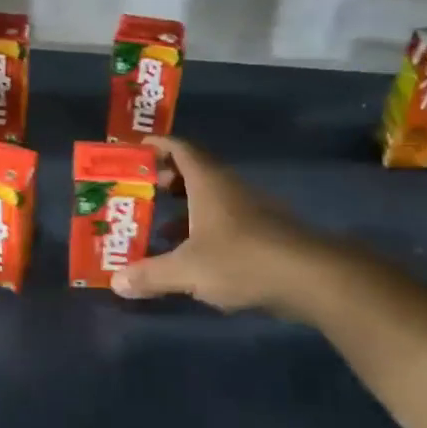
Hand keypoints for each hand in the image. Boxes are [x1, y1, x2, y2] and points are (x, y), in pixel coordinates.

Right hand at [110, 137, 317, 313]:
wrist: (311, 278)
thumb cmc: (241, 259)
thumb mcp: (187, 270)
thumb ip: (150, 275)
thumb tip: (115, 281)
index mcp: (208, 183)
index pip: (180, 149)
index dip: (158, 145)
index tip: (137, 149)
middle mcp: (229, 189)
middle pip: (195, 173)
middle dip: (167, 180)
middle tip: (142, 191)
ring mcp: (251, 210)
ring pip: (211, 200)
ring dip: (185, 209)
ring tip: (159, 228)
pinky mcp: (265, 234)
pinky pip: (225, 222)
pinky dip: (204, 230)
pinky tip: (193, 256)